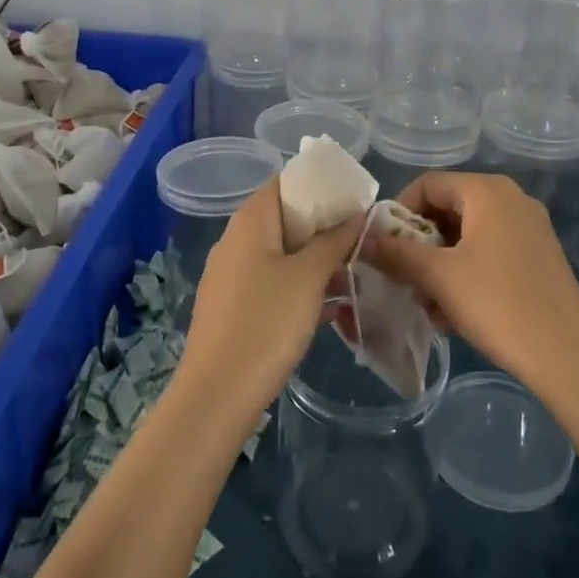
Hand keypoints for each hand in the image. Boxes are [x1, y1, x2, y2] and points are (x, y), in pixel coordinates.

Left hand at [181, 176, 366, 415]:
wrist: (217, 395)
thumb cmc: (266, 323)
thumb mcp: (309, 278)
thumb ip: (334, 241)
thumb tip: (356, 214)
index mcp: (250, 222)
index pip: (285, 183)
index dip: (320, 184)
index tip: (354, 196)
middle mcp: (236, 241)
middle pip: (285, 218)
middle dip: (323, 226)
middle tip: (361, 236)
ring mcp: (232, 276)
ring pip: (281, 254)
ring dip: (315, 260)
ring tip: (354, 271)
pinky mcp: (233, 308)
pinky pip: (272, 283)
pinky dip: (300, 287)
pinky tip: (331, 308)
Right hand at [363, 170, 578, 397]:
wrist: (569, 357)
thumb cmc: (498, 304)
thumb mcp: (438, 277)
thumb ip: (396, 252)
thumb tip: (361, 239)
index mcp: (488, 191)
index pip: (428, 184)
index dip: (398, 211)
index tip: (383, 247)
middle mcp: (512, 199)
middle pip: (449, 208)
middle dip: (420, 243)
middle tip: (403, 277)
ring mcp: (530, 229)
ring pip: (468, 235)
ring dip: (440, 264)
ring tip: (427, 303)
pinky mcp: (539, 258)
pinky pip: (490, 253)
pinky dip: (466, 273)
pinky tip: (455, 313)